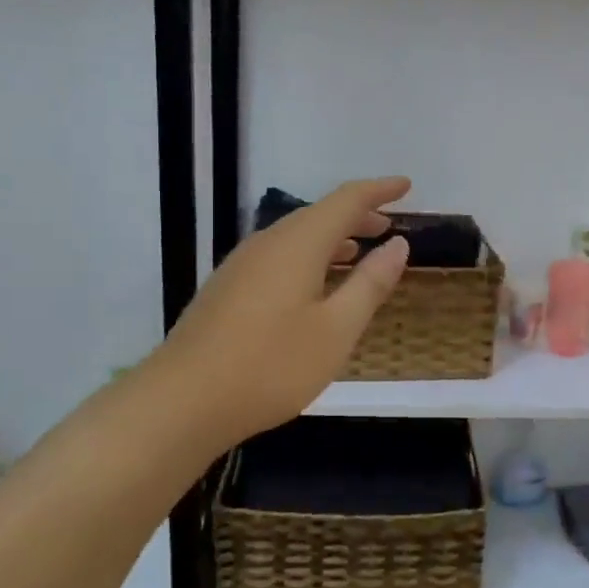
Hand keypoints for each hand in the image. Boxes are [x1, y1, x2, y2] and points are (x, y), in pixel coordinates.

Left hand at [145, 177, 412, 452]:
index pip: (346, 200)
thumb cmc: (271, 366)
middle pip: (318, 215)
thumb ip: (370, 284)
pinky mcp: (226, 289)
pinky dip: (308, 257)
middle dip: (356, 215)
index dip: (378, 190)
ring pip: (295, 237)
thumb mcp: (336, 330)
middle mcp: (267, 243)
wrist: (182, 402)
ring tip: (358, 252)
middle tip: (388, 225)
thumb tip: (398, 244)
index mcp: (298, 244)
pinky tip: (313, 286)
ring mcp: (241, 266)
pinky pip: (278, 257)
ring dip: (331, 238)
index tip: (406, 185)